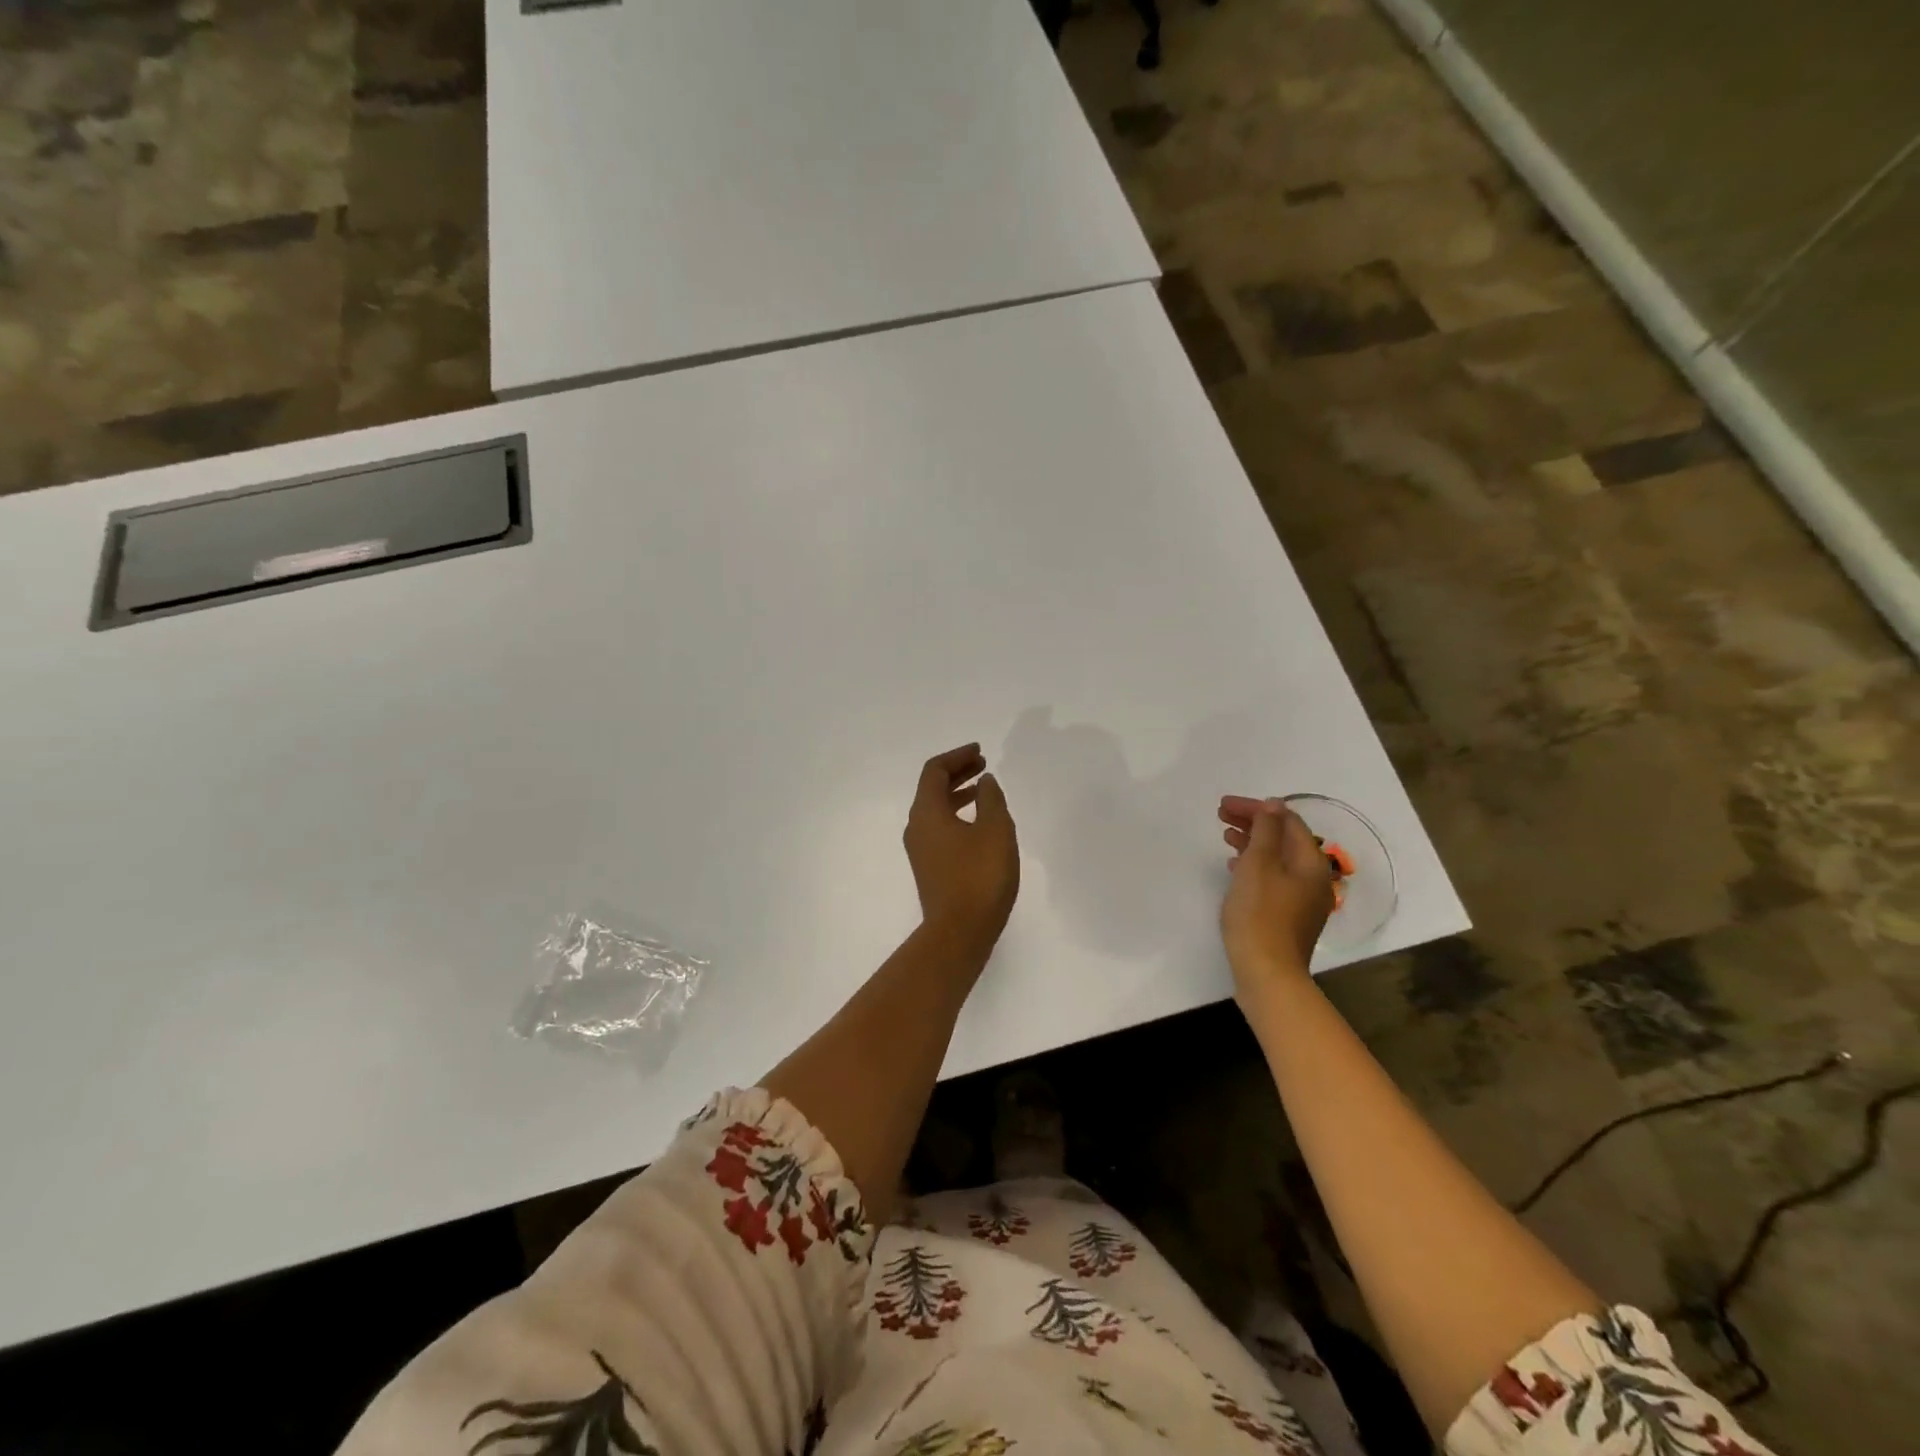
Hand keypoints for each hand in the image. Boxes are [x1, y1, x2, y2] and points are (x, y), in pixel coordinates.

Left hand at [904, 743, 1019, 956]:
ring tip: (985, 789)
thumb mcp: (995, 830)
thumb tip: (984, 781)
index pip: (934, 771)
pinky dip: (958, 814)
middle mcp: (916, 827)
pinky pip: (940, 828)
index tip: (980, 752)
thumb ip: (991, 799)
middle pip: (932, 788)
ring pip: (936, 809)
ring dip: (959, 794)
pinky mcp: (930, 867)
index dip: (957, 756)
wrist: (960, 932)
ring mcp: (921, 849)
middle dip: (957, 772)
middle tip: (983, 765)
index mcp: (926, 812)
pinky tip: (980, 823)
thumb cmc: (979, 876)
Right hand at [1218, 795, 1333, 997]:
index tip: (1225, 805)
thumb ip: (1265, 831)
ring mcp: (1302, 899)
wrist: (1267, 973)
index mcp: (1310, 862)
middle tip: (1221, 815)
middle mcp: (1313, 878)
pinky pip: (1273, 878)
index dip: (1256, 808)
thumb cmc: (1260, 914)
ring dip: (1251, 842)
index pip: (1287, 821)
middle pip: (1284, 838)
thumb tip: (1273, 805)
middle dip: (1253, 823)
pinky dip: (1254, 865)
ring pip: (1277, 858)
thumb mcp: (1258, 865)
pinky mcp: (1288, 915)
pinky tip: (1235, 867)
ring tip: (1225, 836)